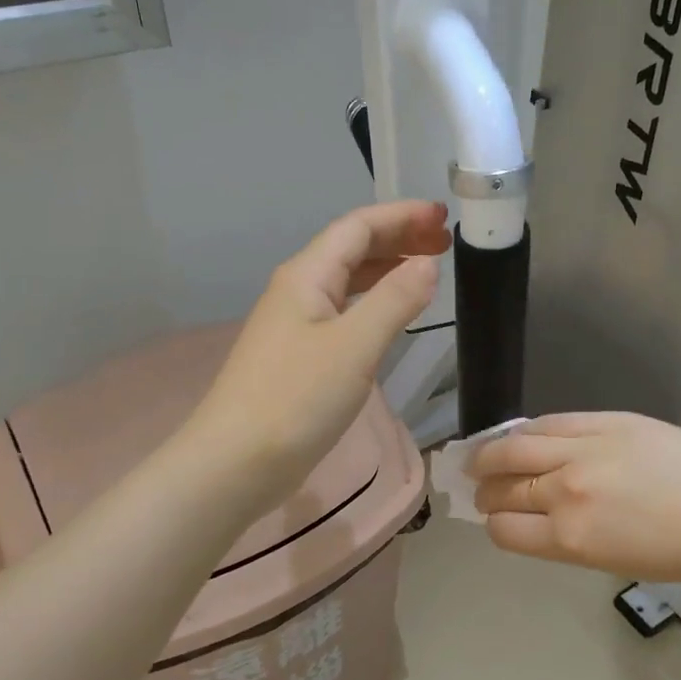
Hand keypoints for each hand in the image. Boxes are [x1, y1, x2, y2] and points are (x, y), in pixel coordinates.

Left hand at [187, 200, 449, 509]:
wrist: (236, 463)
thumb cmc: (296, 399)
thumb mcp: (354, 346)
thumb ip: (395, 301)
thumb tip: (427, 265)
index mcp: (307, 276)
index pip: (358, 227)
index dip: (401, 216)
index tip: (444, 216)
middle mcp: (298, 291)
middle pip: (351, 249)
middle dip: (397, 238)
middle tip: (444, 241)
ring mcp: (295, 325)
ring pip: (347, 281)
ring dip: (386, 269)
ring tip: (426, 270)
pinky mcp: (298, 358)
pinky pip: (343, 312)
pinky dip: (373, 303)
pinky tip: (390, 317)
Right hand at [469, 412, 680, 581]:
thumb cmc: (679, 552)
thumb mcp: (611, 560)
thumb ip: (565, 538)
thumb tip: (535, 518)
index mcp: (569, 538)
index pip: (504, 529)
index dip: (493, 525)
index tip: (495, 519)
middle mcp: (566, 492)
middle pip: (504, 487)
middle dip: (485, 490)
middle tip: (480, 488)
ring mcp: (584, 451)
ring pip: (515, 446)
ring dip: (489, 454)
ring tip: (482, 456)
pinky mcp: (604, 421)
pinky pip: (549, 422)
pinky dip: (526, 430)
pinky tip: (520, 434)